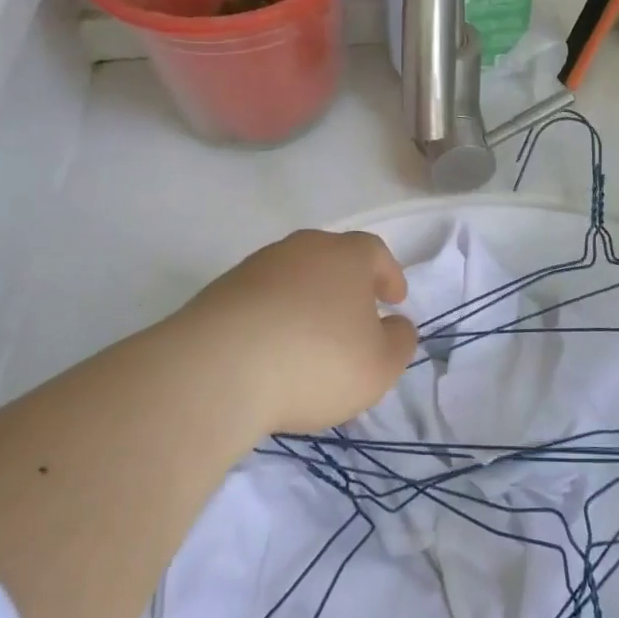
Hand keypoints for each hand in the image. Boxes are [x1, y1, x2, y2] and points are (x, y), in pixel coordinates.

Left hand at [159, 229, 418, 436]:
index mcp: (346, 256)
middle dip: (346, 284)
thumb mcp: (379, 366)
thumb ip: (399, 342)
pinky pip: (260, 299)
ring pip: (293, 277)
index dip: (388, 274)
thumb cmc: (316, 361)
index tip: (394, 299)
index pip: (375, 252)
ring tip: (309, 338)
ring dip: (306, 300)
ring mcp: (256, 267)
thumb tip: (397, 325)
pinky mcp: (220, 292)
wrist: (219, 369)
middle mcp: (302, 249)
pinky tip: (271, 350)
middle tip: (353, 315)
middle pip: (331, 258)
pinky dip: (272, 317)